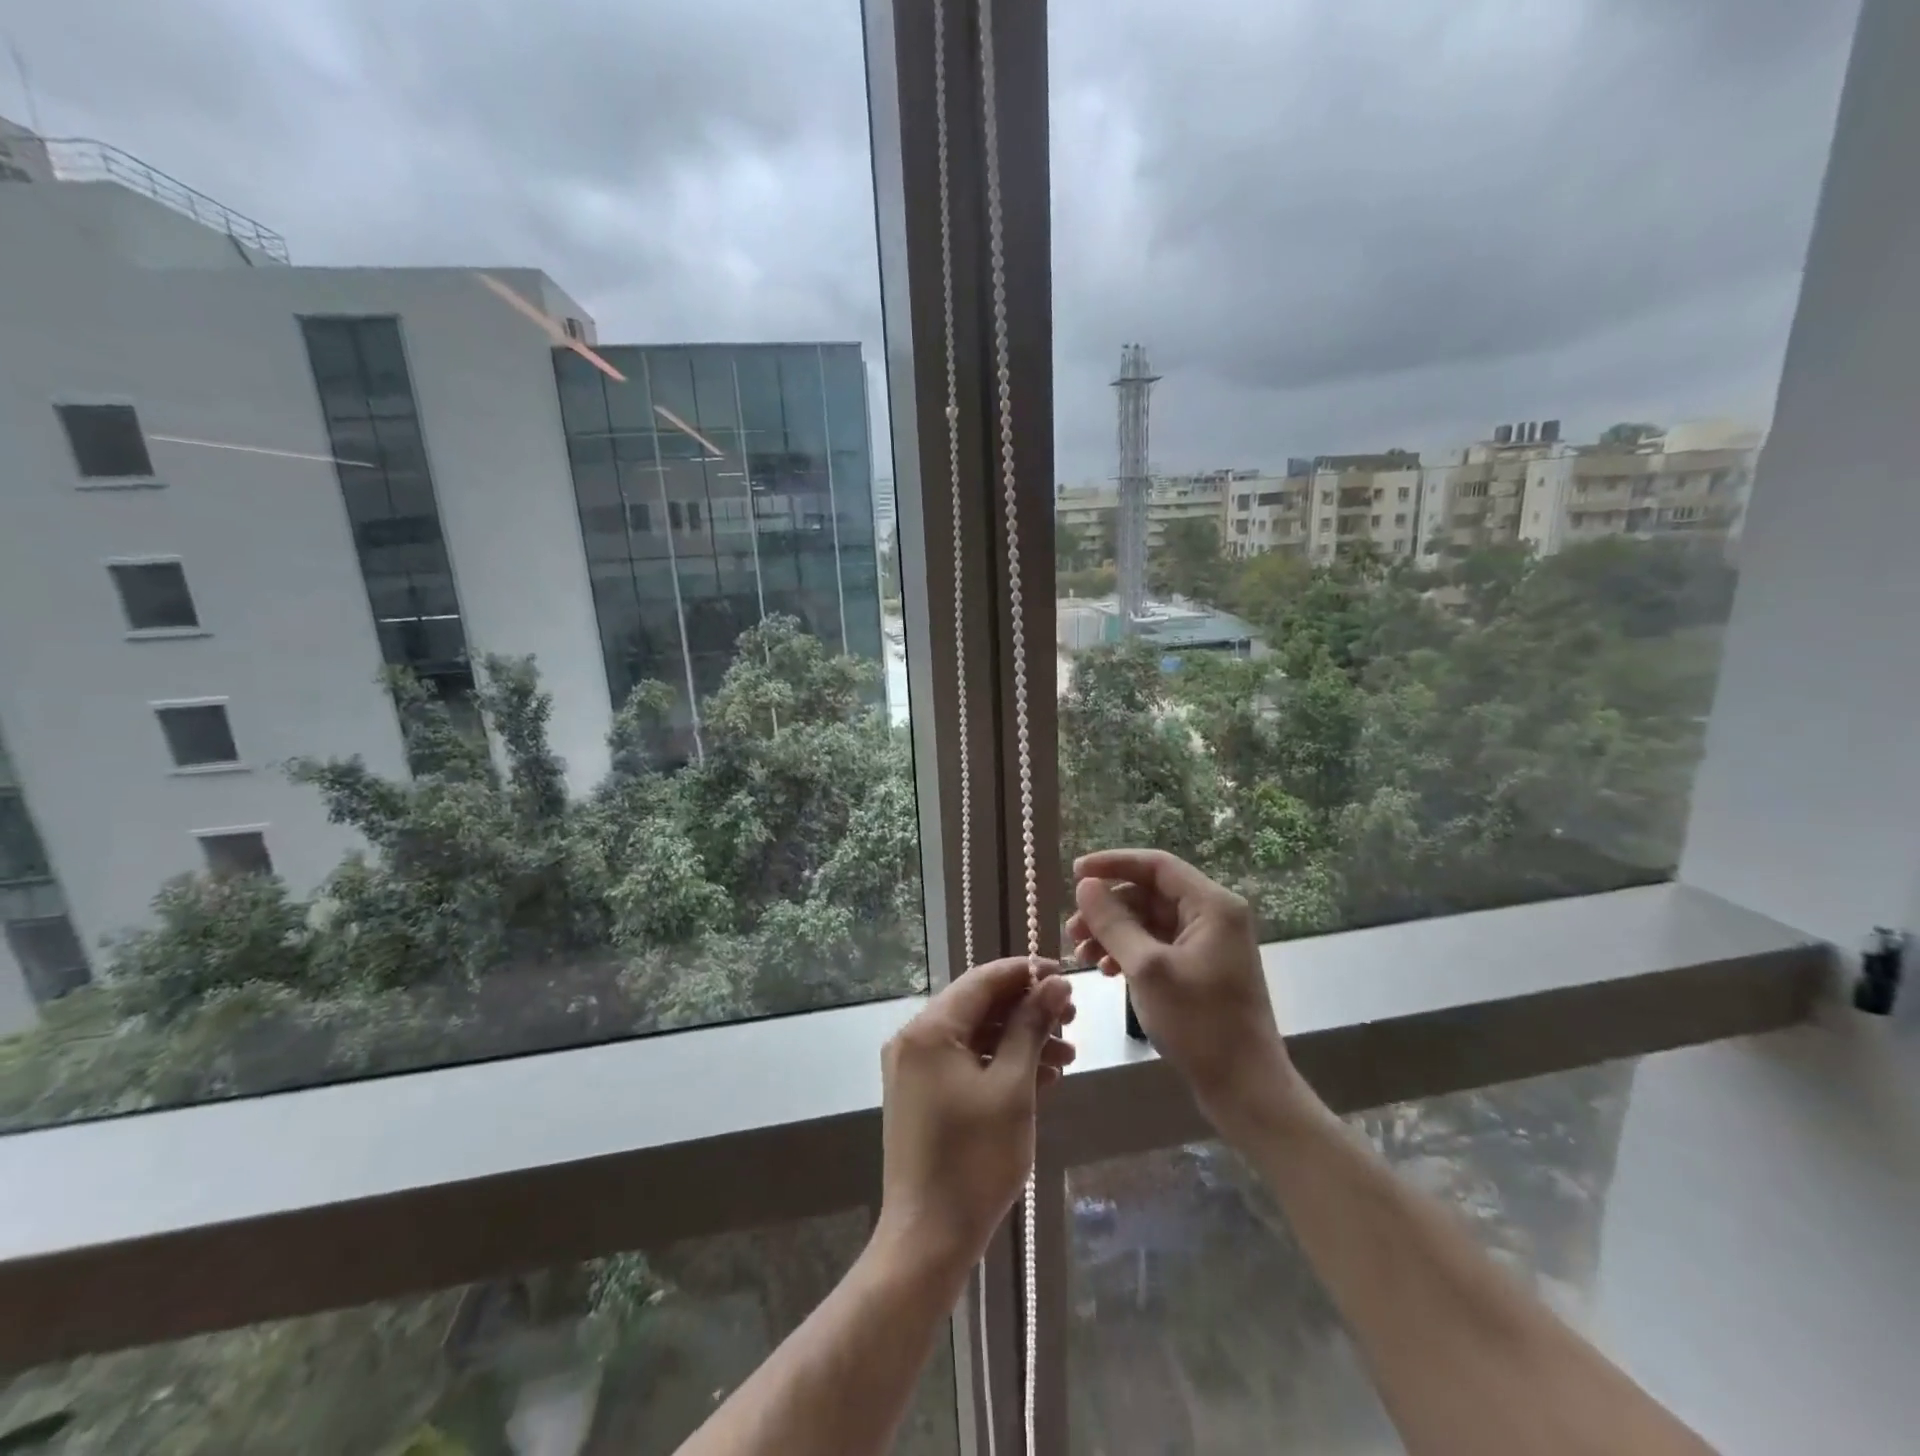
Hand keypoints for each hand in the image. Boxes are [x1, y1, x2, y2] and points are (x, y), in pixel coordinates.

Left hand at [876, 958, 1074, 1275]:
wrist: (928, 1238)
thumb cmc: (975, 1159)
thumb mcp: (1012, 1087)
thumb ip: (1031, 1027)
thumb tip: (1055, 983)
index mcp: (930, 1028)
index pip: (983, 979)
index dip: (1026, 973)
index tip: (1066, 977)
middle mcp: (915, 1038)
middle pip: (978, 1006)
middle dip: (1027, 1010)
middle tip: (1072, 1021)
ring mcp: (915, 1068)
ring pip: (975, 1036)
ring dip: (1019, 1040)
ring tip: (1068, 1057)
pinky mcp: (921, 1094)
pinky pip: (965, 1062)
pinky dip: (999, 1064)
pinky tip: (1041, 1078)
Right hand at [1068, 849, 1305, 1133]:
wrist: (1246, 1090)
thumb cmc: (1200, 1024)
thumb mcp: (1148, 969)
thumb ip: (1113, 922)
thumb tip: (1085, 885)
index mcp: (1212, 905)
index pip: (1156, 865)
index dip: (1113, 863)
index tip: (1074, 873)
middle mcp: (1213, 916)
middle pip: (1150, 893)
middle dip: (1108, 908)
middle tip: (1071, 930)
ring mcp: (1208, 944)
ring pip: (1149, 921)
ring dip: (1113, 932)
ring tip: (1082, 955)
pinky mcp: (1200, 969)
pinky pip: (1156, 945)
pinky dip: (1128, 952)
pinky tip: (1106, 971)